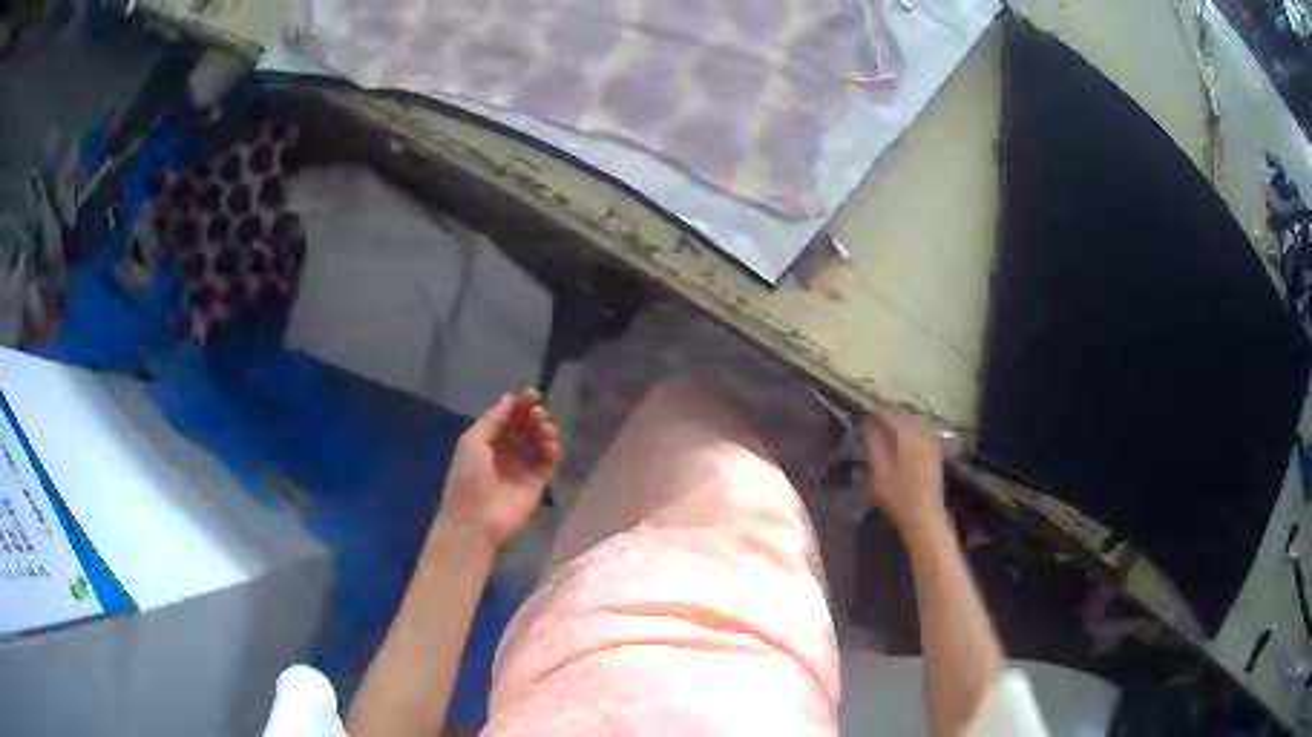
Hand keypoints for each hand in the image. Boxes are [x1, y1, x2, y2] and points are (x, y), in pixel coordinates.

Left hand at [436, 389, 560, 552]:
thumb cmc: (467, 478)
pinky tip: (549, 444)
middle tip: (538, 413)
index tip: (533, 394)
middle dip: (533, 415)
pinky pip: (549, 460)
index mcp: (487, 440)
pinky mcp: (538, 482)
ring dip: (544, 430)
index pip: (508, 417)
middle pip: (525, 426)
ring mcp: (523, 467)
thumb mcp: (473, 441)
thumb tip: (510, 398)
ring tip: (544, 428)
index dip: (520, 404)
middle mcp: (506, 451)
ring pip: (539, 441)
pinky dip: (552, 449)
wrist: (476, 519)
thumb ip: (493, 419)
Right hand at [863, 412, 946, 532]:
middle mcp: (923, 431)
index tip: (862, 422)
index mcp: (908, 433)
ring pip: (914, 421)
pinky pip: (922, 430)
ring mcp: (932, 440)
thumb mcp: (879, 471)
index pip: (889, 415)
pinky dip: (910, 432)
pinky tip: (901, 443)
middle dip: (888, 418)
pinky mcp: (936, 449)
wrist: (924, 515)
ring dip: (899, 424)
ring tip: (885, 434)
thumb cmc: (898, 496)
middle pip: (903, 415)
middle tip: (871, 427)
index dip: (874, 416)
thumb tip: (869, 424)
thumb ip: (875, 444)